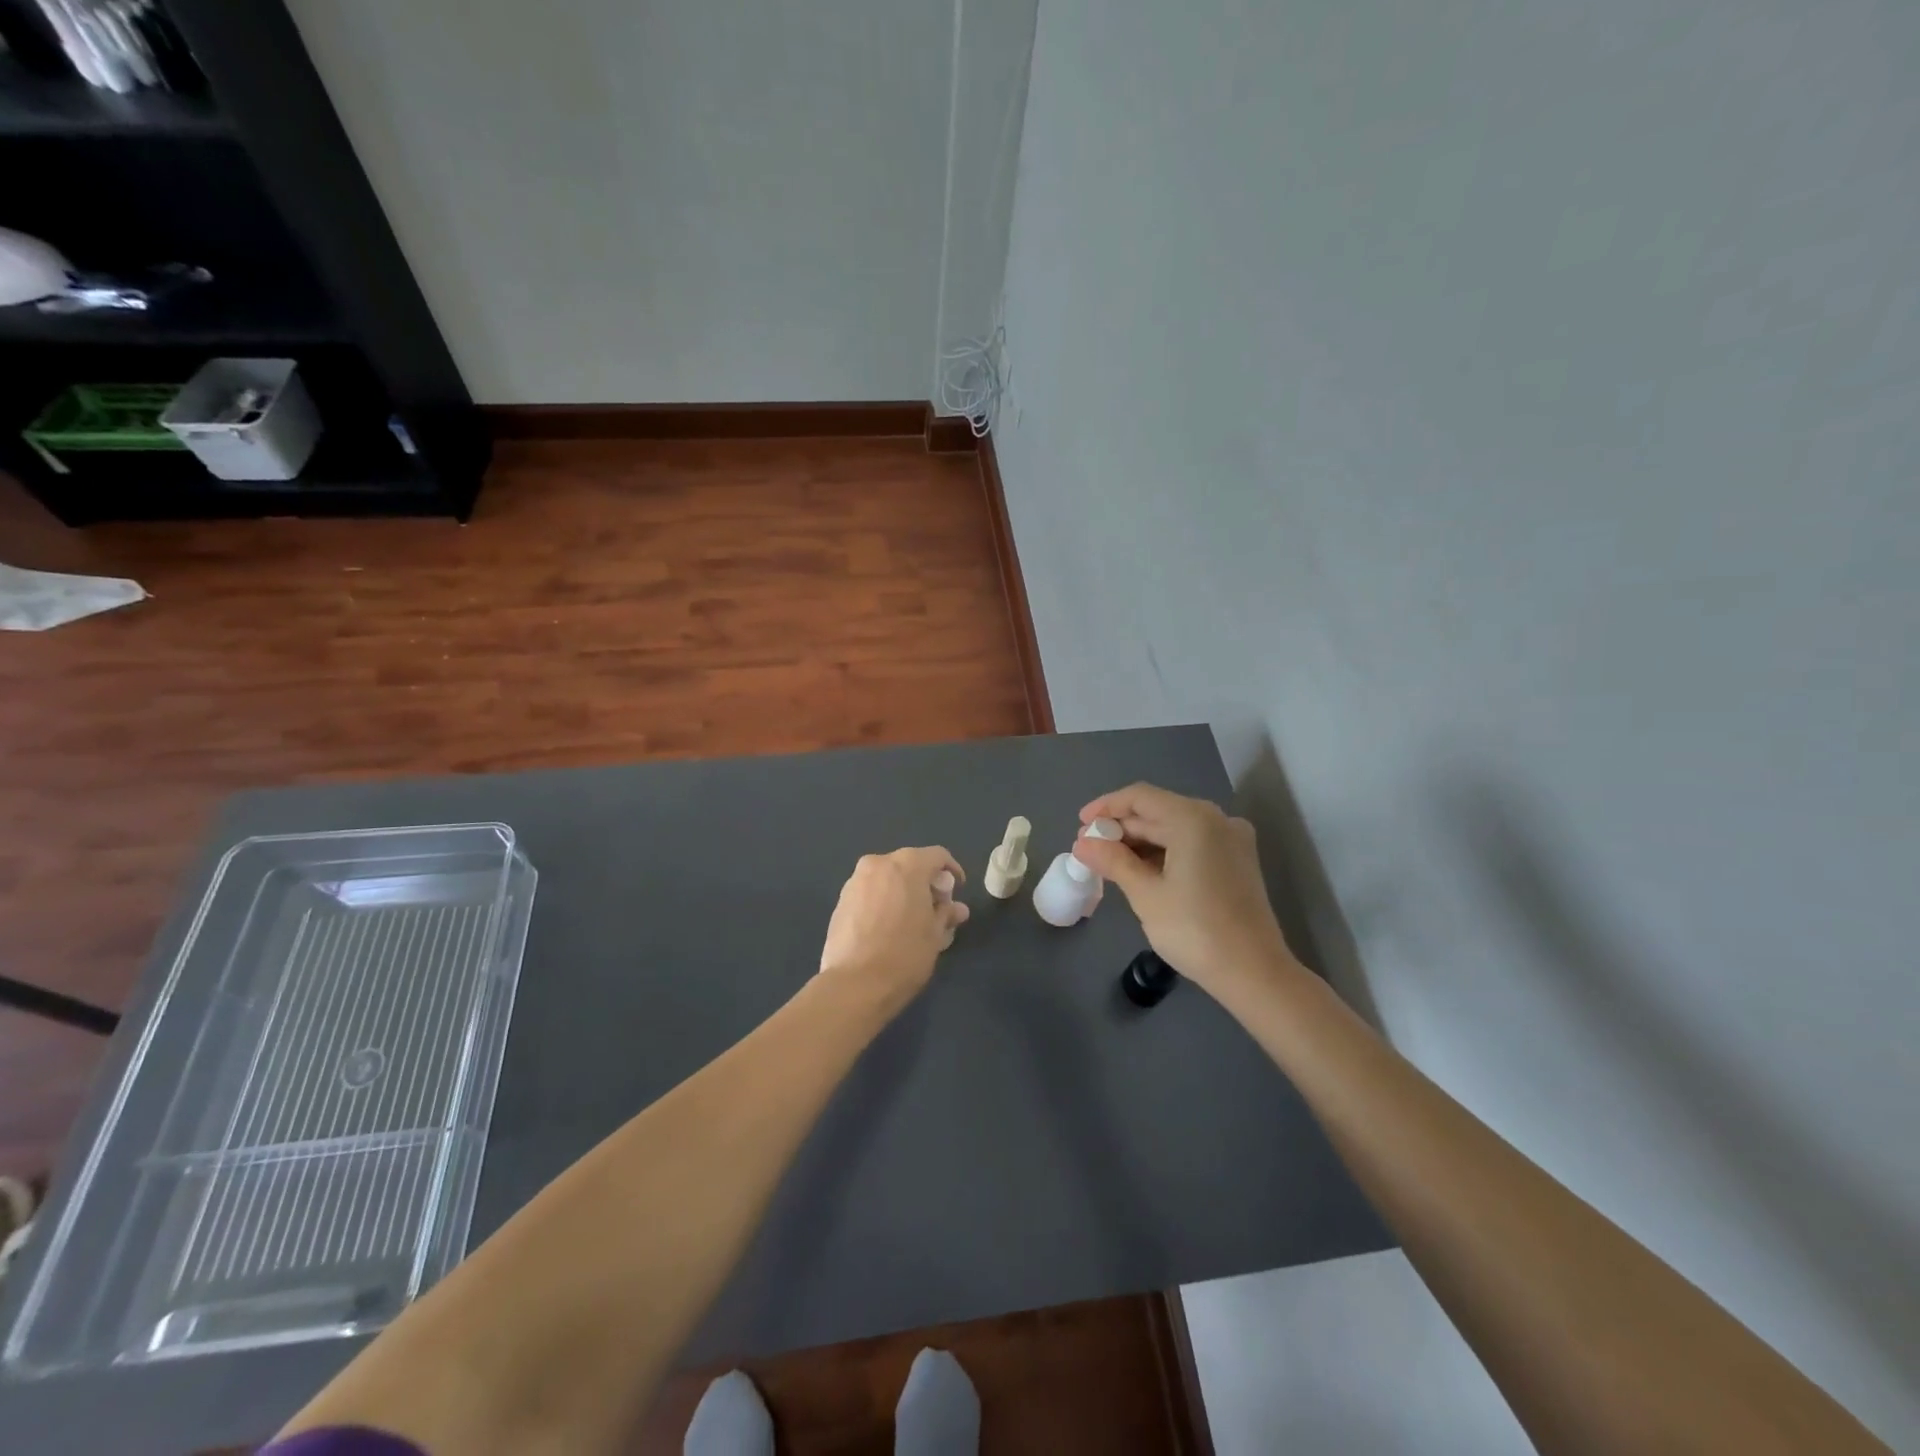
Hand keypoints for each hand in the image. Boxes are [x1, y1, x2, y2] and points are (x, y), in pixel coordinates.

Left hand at [818, 847, 970, 1007]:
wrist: (855, 984)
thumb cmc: (905, 954)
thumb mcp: (935, 934)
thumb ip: (946, 913)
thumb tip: (957, 908)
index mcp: (907, 865)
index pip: (937, 856)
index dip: (952, 871)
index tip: (956, 892)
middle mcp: (878, 863)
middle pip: (910, 865)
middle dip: (925, 884)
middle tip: (936, 910)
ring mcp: (855, 881)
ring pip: (887, 879)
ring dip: (902, 893)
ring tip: (912, 921)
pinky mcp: (840, 901)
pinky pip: (870, 893)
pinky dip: (883, 902)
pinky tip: (888, 928)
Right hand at [1072, 784, 1297, 998]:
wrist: (1255, 973)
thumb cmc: (1195, 930)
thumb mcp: (1145, 895)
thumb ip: (1112, 861)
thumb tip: (1082, 844)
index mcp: (1194, 819)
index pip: (1140, 797)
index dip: (1106, 807)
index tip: (1080, 824)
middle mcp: (1217, 819)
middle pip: (1158, 811)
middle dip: (1122, 828)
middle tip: (1089, 849)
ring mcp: (1232, 839)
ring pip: (1175, 828)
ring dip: (1141, 842)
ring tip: (1109, 863)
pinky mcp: (1237, 861)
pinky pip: (1193, 843)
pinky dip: (1165, 852)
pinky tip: (1141, 871)